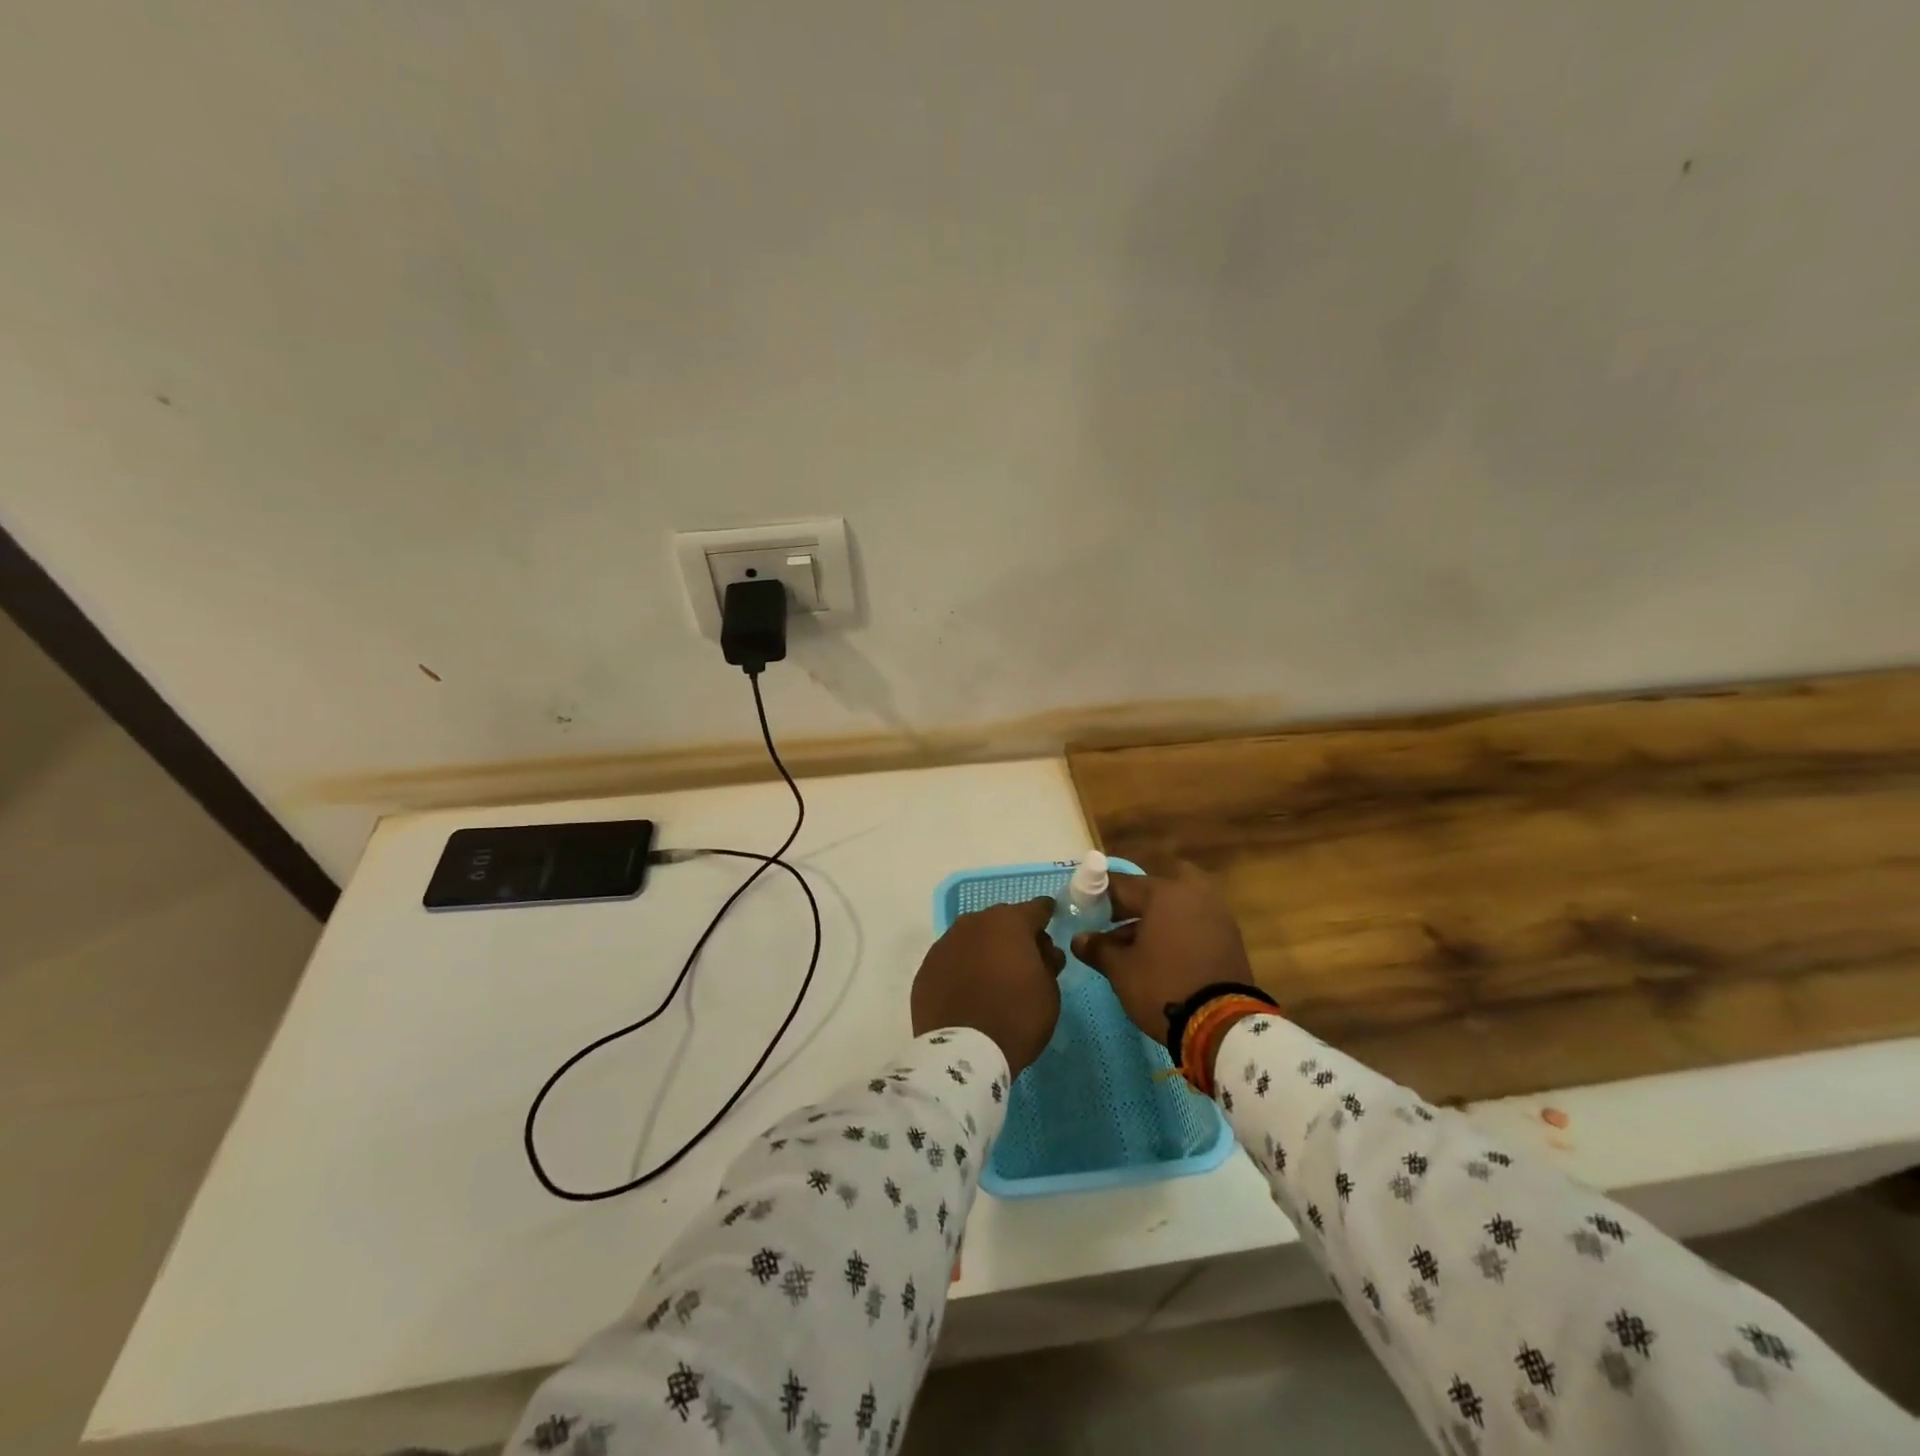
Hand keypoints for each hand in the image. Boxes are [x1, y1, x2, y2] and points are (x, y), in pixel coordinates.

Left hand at [912, 896, 1063, 1075]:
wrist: (963, 1053)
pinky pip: (952, 959)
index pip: (1036, 908)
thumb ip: (1048, 963)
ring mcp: (945, 943)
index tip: (1051, 922)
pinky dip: (962, 967)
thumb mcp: (1049, 992)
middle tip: (1024, 959)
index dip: (1046, 915)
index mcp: (1009, 923)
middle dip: (1014, 934)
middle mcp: (974, 923)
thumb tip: (1044, 950)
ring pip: (973, 937)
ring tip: (994, 976)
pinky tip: (969, 990)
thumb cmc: (1016, 1018)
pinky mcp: (926, 967)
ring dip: (985, 949)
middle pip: (1001, 920)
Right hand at [1070, 865, 1252, 1043]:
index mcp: (1163, 893)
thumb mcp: (1121, 970)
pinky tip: (1162, 955)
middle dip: (1134, 903)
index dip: (1098, 896)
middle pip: (1154, 890)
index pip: (1122, 884)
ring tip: (1135, 946)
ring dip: (1156, 918)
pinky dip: (1178, 931)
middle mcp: (1193, 893)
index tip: (1084, 909)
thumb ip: (1098, 948)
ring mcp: (1217, 914)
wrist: (1223, 1025)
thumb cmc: (1163, 986)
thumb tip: (1079, 939)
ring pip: (1177, 905)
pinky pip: (1195, 922)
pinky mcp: (1231, 937)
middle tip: (1115, 923)